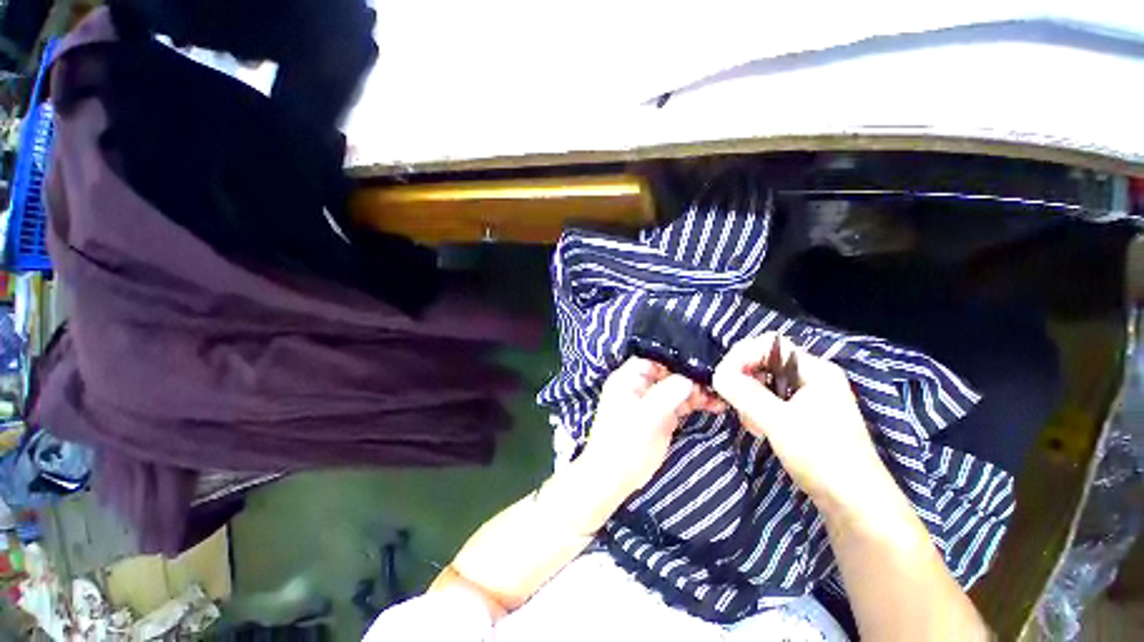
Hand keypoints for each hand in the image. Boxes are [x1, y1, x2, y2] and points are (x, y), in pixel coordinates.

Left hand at [578, 357, 721, 499]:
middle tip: (713, 383)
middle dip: (690, 376)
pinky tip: (714, 405)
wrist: (615, 476)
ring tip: (718, 396)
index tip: (697, 362)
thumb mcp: (643, 415)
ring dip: (697, 390)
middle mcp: (641, 385)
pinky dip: (697, 403)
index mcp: (628, 378)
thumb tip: (688, 380)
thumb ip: (665, 395)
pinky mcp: (663, 416)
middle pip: (669, 373)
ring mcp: (653, 401)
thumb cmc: (622, 441)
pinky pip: (682, 404)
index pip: (652, 359)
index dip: (673, 359)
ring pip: (678, 388)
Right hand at [712, 333, 886, 511]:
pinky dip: (758, 410)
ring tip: (751, 423)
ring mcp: (808, 396)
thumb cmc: (822, 457)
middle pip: (764, 361)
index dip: (742, 356)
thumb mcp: (779, 422)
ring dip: (749, 398)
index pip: (768, 344)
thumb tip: (717, 375)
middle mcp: (811, 376)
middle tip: (736, 403)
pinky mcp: (803, 414)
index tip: (724, 378)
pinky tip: (758, 429)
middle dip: (744, 380)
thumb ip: (745, 394)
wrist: (855, 503)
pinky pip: (770, 400)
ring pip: (764, 382)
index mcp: (814, 369)